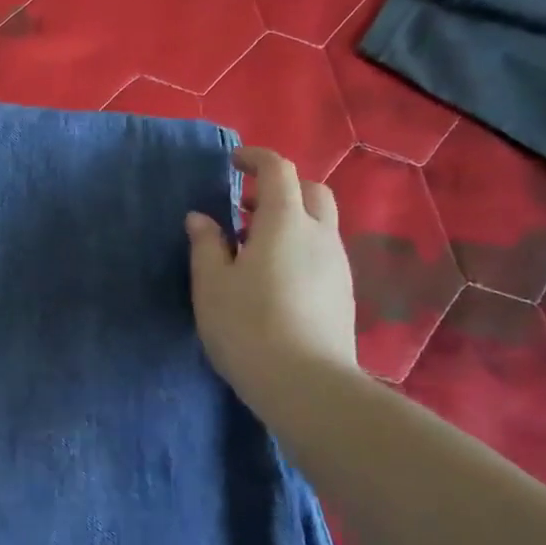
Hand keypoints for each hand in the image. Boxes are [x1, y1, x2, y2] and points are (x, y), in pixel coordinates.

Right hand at [185, 147, 357, 401]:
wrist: (306, 385)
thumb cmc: (247, 326)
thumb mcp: (212, 284)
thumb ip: (206, 245)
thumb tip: (201, 218)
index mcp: (284, 222)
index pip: (278, 170)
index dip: (256, 159)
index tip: (233, 163)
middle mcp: (319, 234)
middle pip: (311, 191)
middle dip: (280, 188)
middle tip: (246, 208)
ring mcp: (338, 265)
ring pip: (320, 224)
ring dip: (290, 220)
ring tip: (254, 248)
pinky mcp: (344, 294)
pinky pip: (323, 253)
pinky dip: (300, 247)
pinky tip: (275, 279)